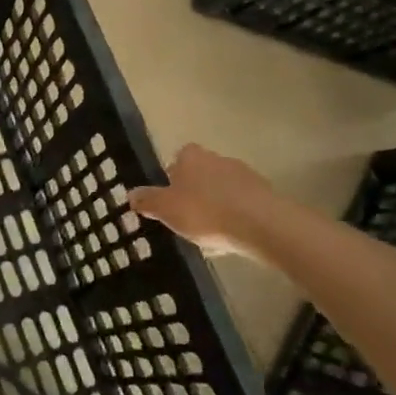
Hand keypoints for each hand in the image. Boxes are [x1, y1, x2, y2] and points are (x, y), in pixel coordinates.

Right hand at [128, 144, 280, 260]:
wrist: (261, 225)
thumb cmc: (205, 211)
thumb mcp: (166, 209)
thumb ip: (147, 200)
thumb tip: (130, 194)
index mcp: (191, 157)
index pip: (178, 158)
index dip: (172, 176)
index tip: (169, 198)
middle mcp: (217, 159)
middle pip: (200, 173)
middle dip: (194, 192)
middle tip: (186, 217)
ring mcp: (244, 175)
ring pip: (222, 189)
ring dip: (215, 205)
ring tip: (209, 232)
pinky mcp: (265, 195)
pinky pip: (242, 204)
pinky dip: (235, 217)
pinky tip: (231, 237)